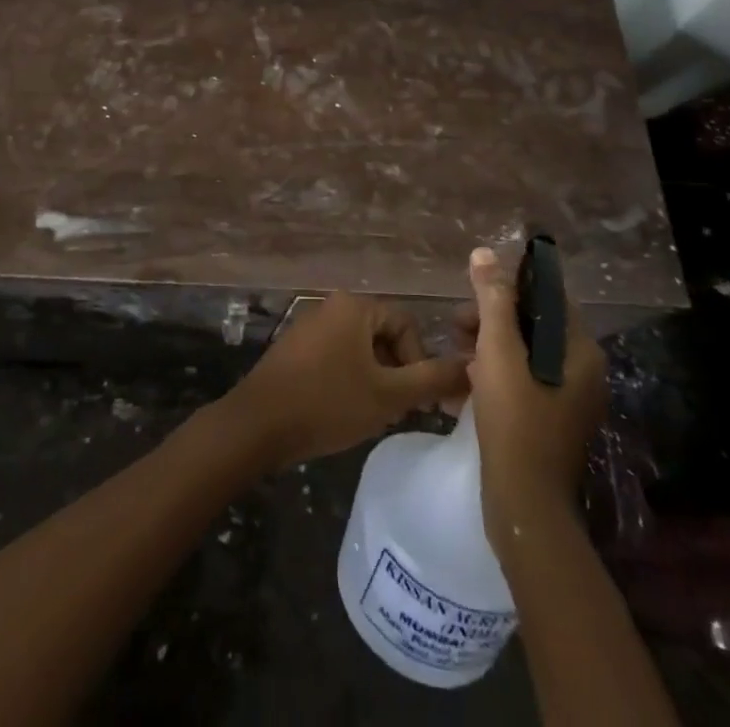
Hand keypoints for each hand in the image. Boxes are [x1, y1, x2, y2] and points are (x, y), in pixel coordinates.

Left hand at [219, 292, 468, 469]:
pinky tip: (345, 412)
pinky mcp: (295, 349)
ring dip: (375, 379)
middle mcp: (332, 306)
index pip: (406, 324)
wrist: (258, 425)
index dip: (419, 361)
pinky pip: (336, 357)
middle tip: (399, 410)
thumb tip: (471, 366)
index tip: (417, 399)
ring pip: (360, 350)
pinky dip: (350, 380)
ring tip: (374, 415)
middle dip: (397, 372)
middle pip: (383, 335)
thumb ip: (432, 379)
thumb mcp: (388, 395)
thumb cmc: (328, 403)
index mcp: (355, 306)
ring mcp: (310, 326)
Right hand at [462, 247, 607, 557]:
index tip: (474, 289)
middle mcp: (583, 372)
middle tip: (457, 324)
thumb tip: (484, 253)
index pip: (549, 297)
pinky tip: (465, 380)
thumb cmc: (514, 421)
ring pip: (526, 354)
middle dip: (493, 318)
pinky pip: (524, 381)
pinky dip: (496, 373)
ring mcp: (569, 400)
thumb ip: (493, 301)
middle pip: (535, 325)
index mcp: (581, 352)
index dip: (511, 286)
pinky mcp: (551, 422)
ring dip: (490, 345)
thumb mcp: (498, 352)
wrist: (524, 505)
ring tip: (456, 350)